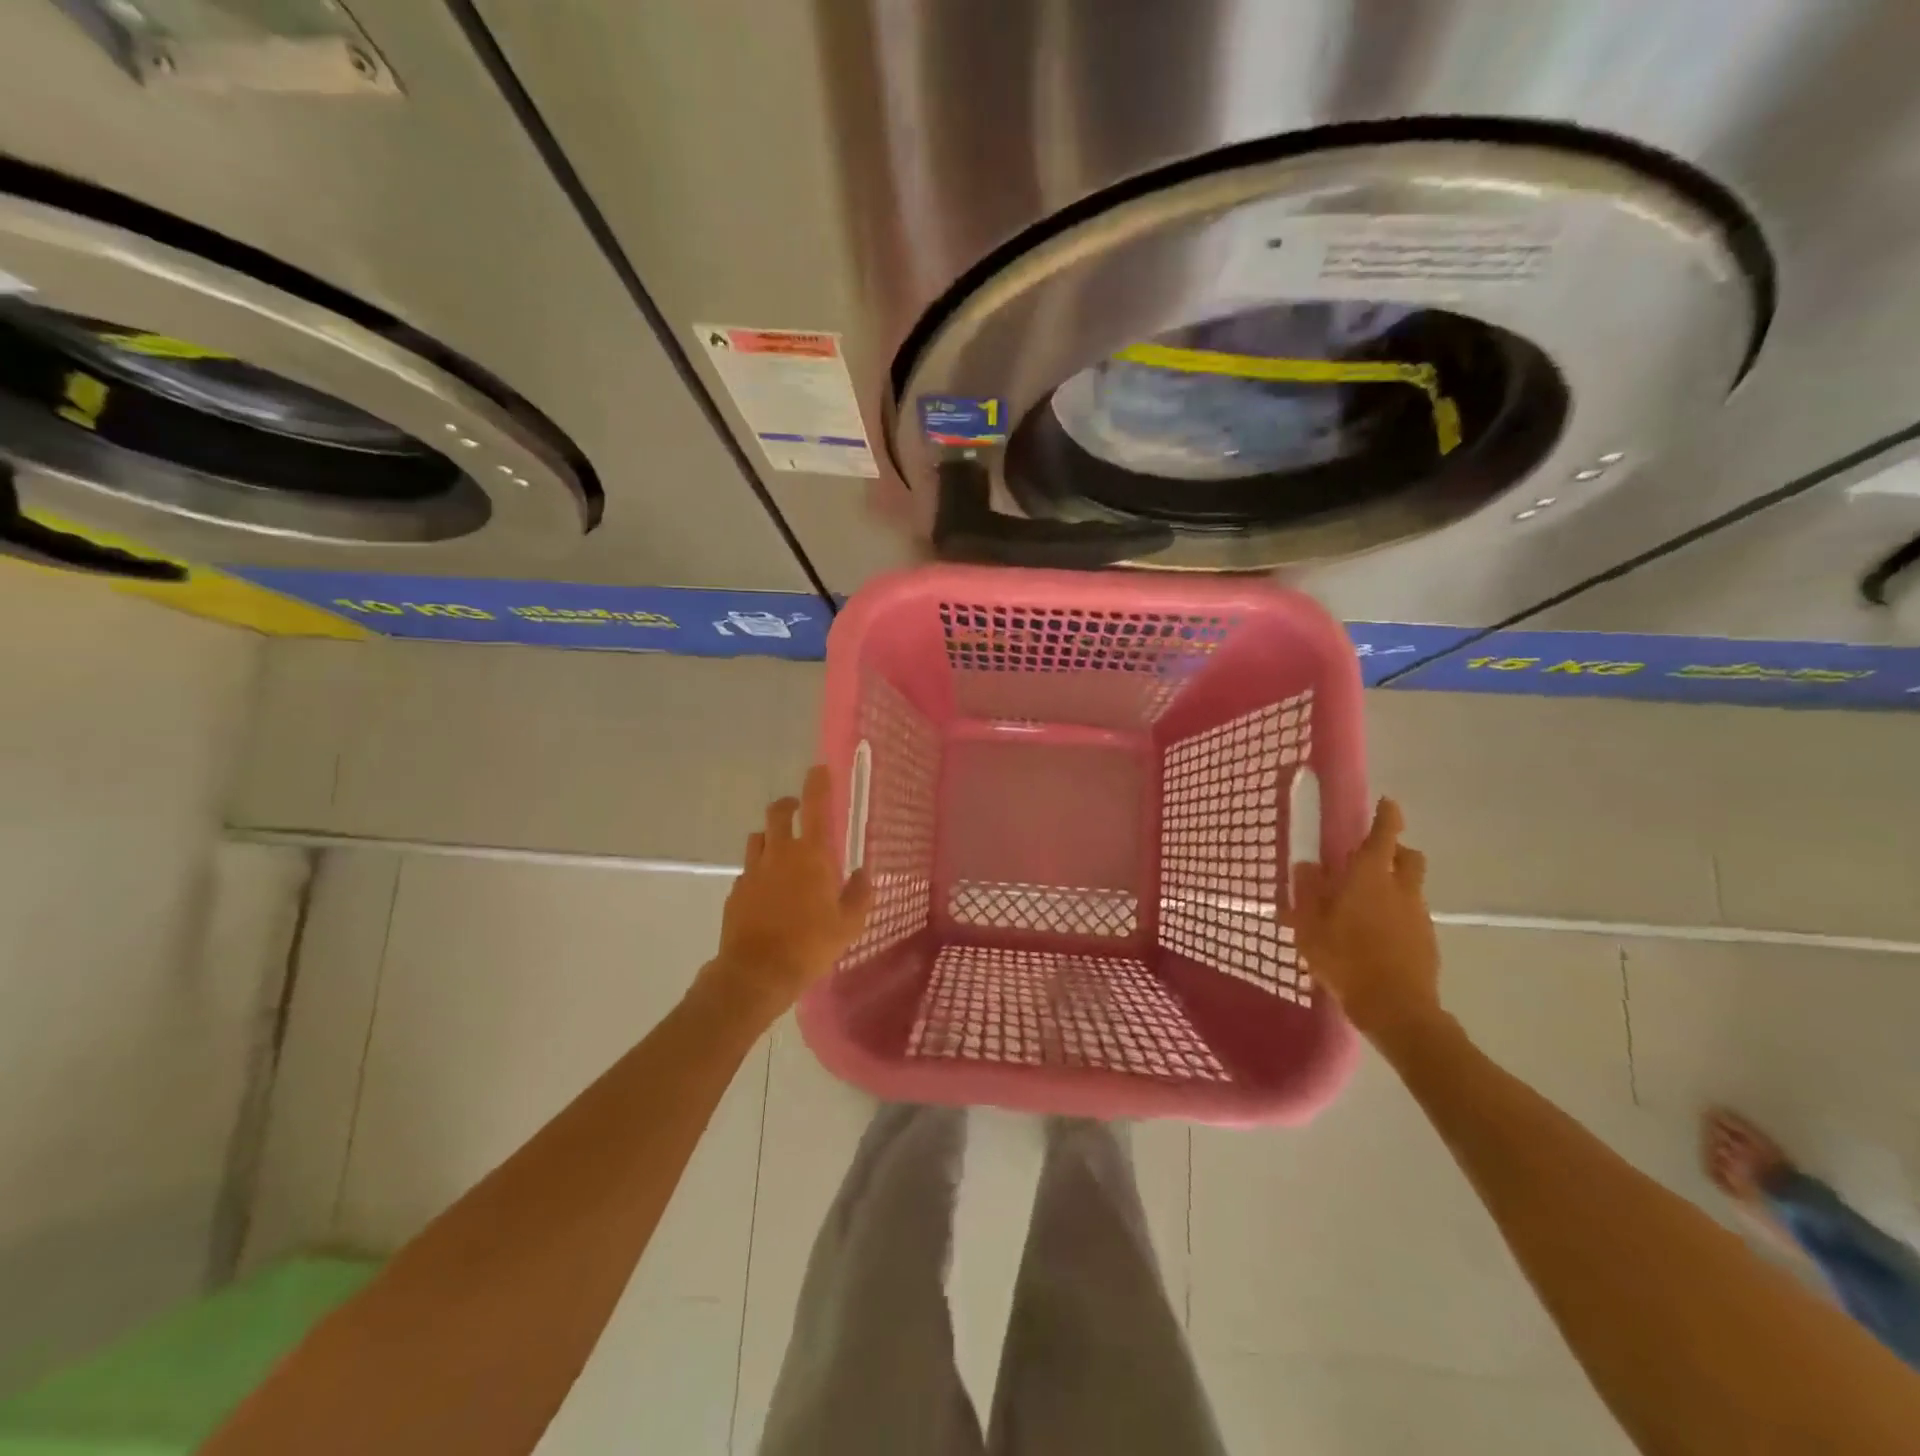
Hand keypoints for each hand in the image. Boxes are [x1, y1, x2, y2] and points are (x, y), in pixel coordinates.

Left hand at [704, 766, 872, 1016]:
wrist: (757, 973)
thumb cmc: (810, 945)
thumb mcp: (849, 924)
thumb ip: (859, 895)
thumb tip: (863, 875)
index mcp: (811, 855)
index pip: (815, 806)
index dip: (817, 784)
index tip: (819, 769)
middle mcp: (779, 853)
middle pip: (778, 812)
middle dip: (789, 805)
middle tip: (799, 810)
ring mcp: (753, 871)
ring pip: (758, 838)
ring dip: (771, 836)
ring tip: (782, 850)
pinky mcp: (736, 891)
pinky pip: (748, 869)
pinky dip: (759, 870)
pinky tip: (768, 890)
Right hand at [1290, 797, 1442, 1042]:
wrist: (1396, 1009)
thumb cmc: (1345, 959)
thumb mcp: (1310, 926)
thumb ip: (1306, 893)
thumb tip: (1305, 866)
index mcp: (1370, 876)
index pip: (1385, 833)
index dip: (1387, 815)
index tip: (1386, 803)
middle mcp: (1400, 888)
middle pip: (1408, 856)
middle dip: (1394, 850)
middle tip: (1368, 859)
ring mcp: (1418, 915)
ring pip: (1410, 886)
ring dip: (1394, 884)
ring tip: (1365, 904)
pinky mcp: (1427, 940)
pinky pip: (1412, 914)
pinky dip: (1397, 914)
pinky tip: (1375, 935)